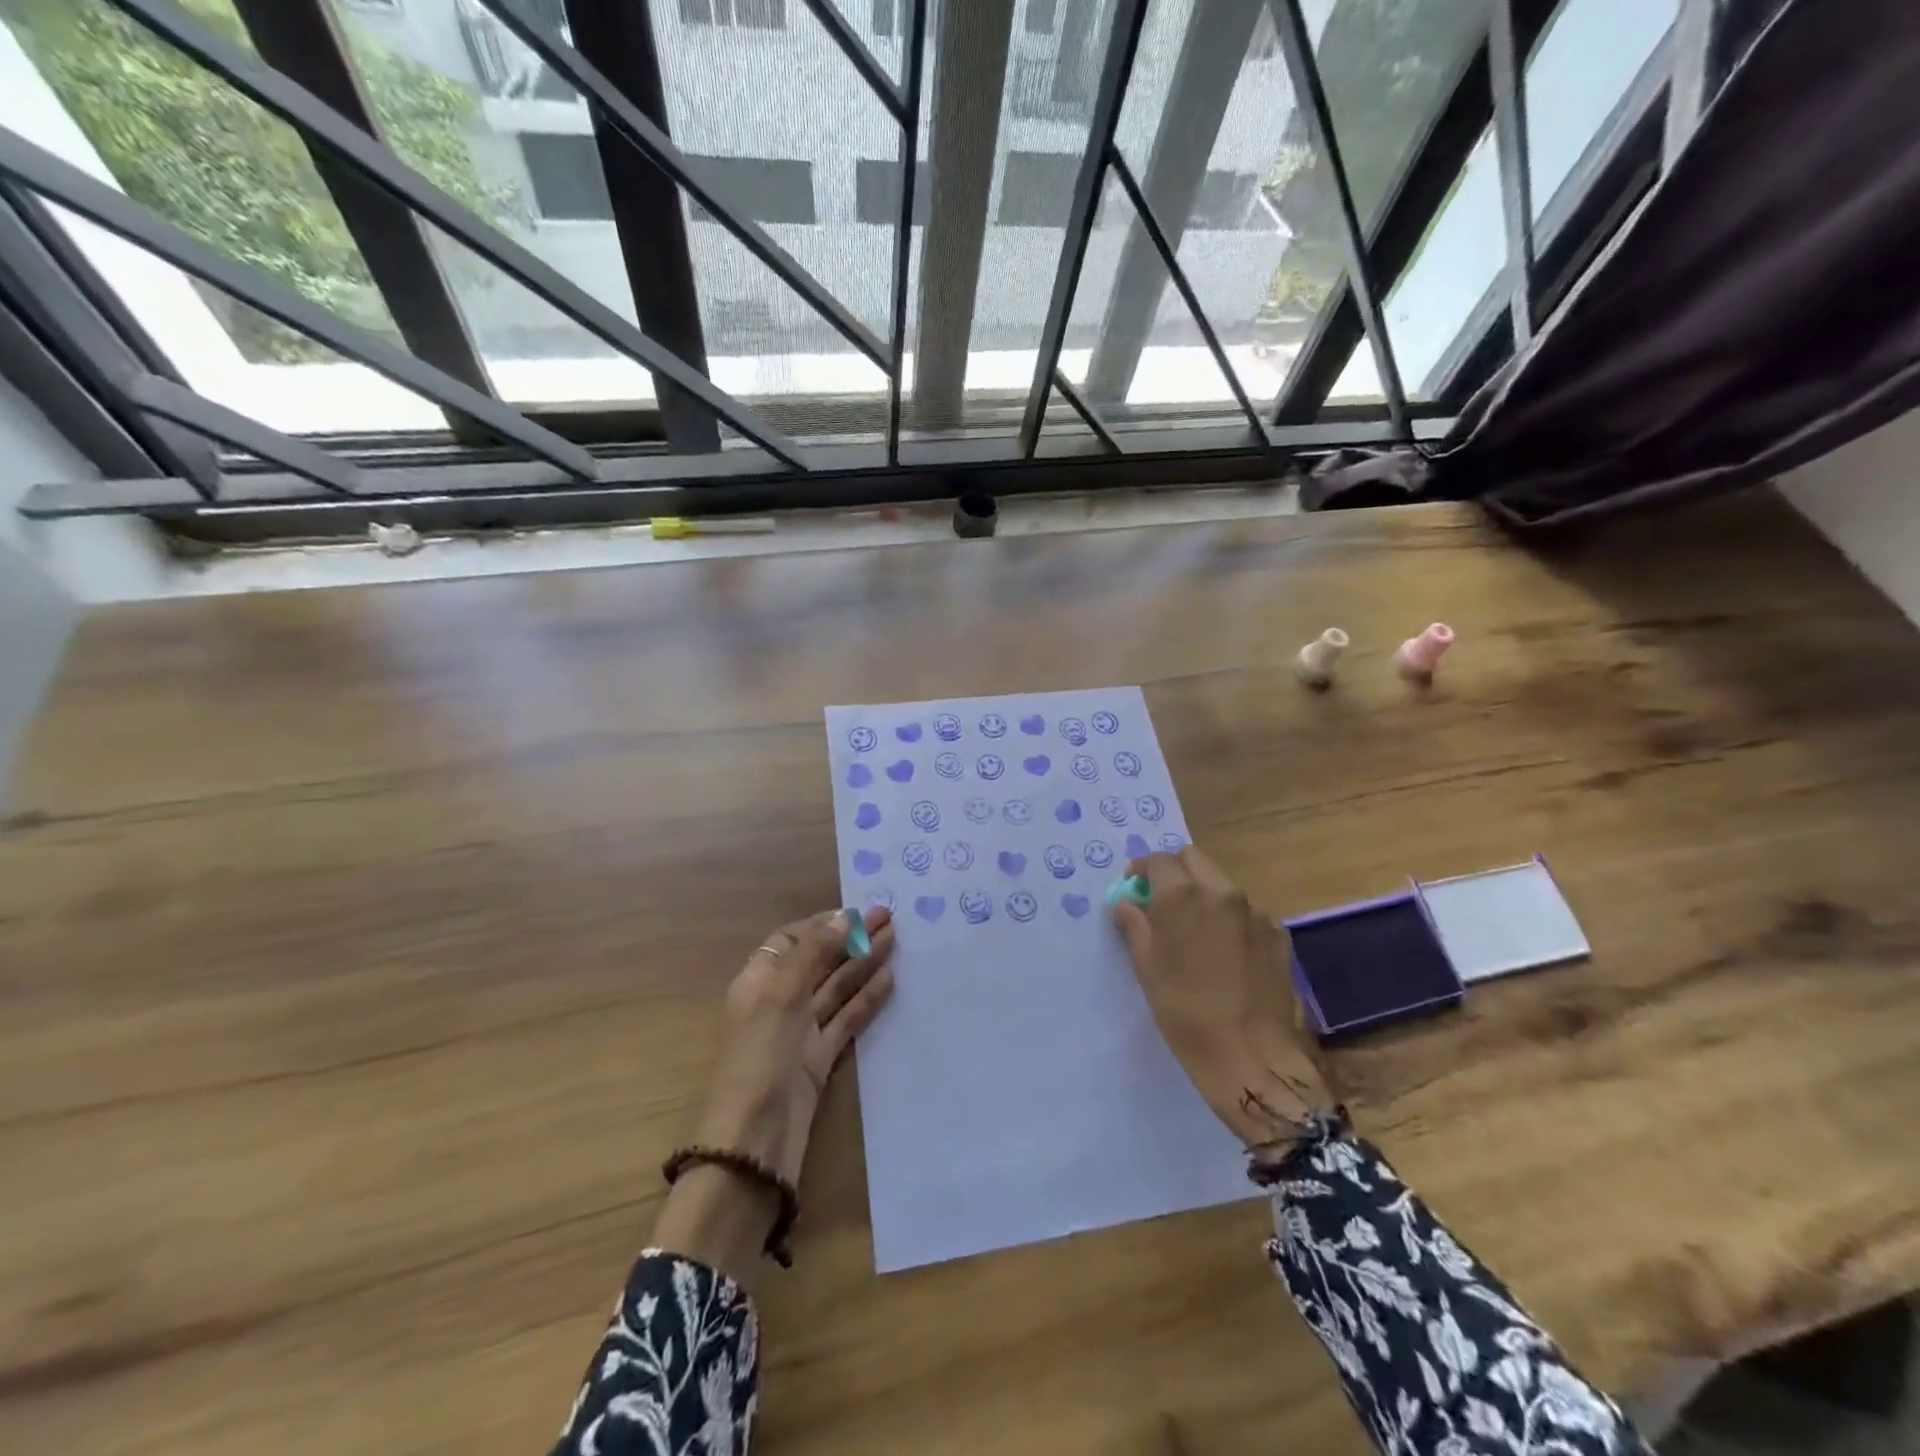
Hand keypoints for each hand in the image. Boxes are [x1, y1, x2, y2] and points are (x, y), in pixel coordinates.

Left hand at [655, 907, 895, 1283]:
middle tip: (890, 919)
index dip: (823, 924)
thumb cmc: (759, 1060)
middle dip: (850, 939)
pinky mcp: (819, 1060)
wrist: (753, 1146)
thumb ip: (813, 954)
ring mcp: (800, 1033)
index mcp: (758, 981)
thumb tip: (843, 917)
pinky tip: (889, 981)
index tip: (857, 912)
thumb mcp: (781, 997)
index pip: (792, 940)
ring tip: (896, 940)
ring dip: (863, 964)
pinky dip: (866, 1000)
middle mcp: (778, 1002)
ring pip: (835, 989)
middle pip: (818, 961)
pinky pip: (846, 1021)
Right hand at [1110, 848, 1329, 1153]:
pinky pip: (1246, 913)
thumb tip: (1126, 903)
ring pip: (1222, 884)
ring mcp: (1255, 913)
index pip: (1158, 860)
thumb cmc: (1185, 1011)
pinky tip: (1224, 953)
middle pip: (1194, 860)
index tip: (1133, 889)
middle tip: (1161, 902)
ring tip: (1194, 931)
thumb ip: (1134, 925)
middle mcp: (1222, 892)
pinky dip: (1230, 920)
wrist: (1251, 1056)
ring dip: (1204, 895)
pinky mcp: (1277, 936)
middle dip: (1175, 872)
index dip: (1141, 871)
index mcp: (1184, 895)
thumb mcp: (1146, 967)